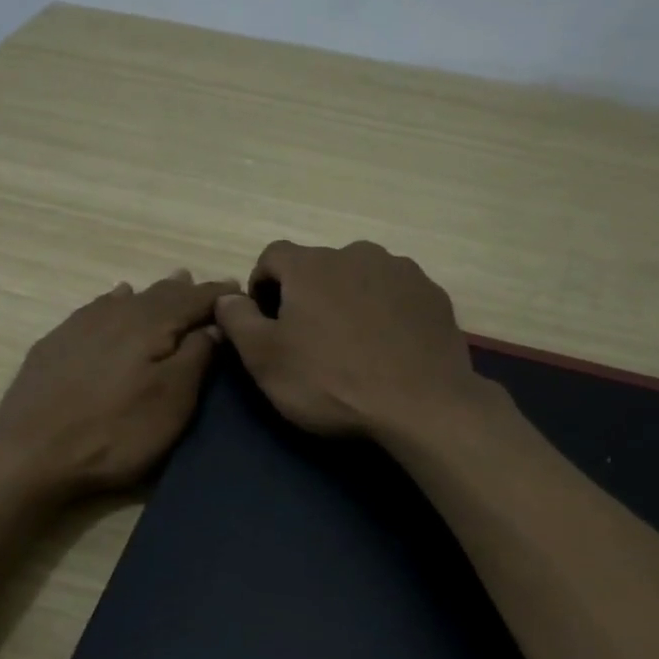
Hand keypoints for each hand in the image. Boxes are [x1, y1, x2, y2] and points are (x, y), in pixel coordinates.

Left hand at [0, 270, 238, 498]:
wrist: (32, 453)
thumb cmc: (116, 432)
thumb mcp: (172, 401)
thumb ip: (197, 357)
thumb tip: (215, 325)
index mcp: (151, 323)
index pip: (195, 299)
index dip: (219, 295)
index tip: (240, 293)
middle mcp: (117, 312)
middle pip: (161, 293)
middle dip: (188, 291)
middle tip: (209, 292)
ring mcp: (81, 325)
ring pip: (128, 298)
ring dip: (154, 294)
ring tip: (172, 285)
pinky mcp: (56, 343)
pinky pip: (97, 309)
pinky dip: (116, 301)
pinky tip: (116, 300)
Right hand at [212, 241, 489, 440]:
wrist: (421, 405)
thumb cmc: (331, 382)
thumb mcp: (265, 359)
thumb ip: (238, 320)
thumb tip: (226, 297)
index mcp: (311, 264)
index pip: (272, 256)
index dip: (262, 286)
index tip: (266, 322)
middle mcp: (357, 253)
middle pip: (319, 267)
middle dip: (308, 296)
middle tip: (310, 340)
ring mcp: (401, 271)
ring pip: (360, 279)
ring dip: (348, 302)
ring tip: (353, 346)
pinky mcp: (432, 295)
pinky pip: (396, 296)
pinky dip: (385, 313)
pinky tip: (388, 349)